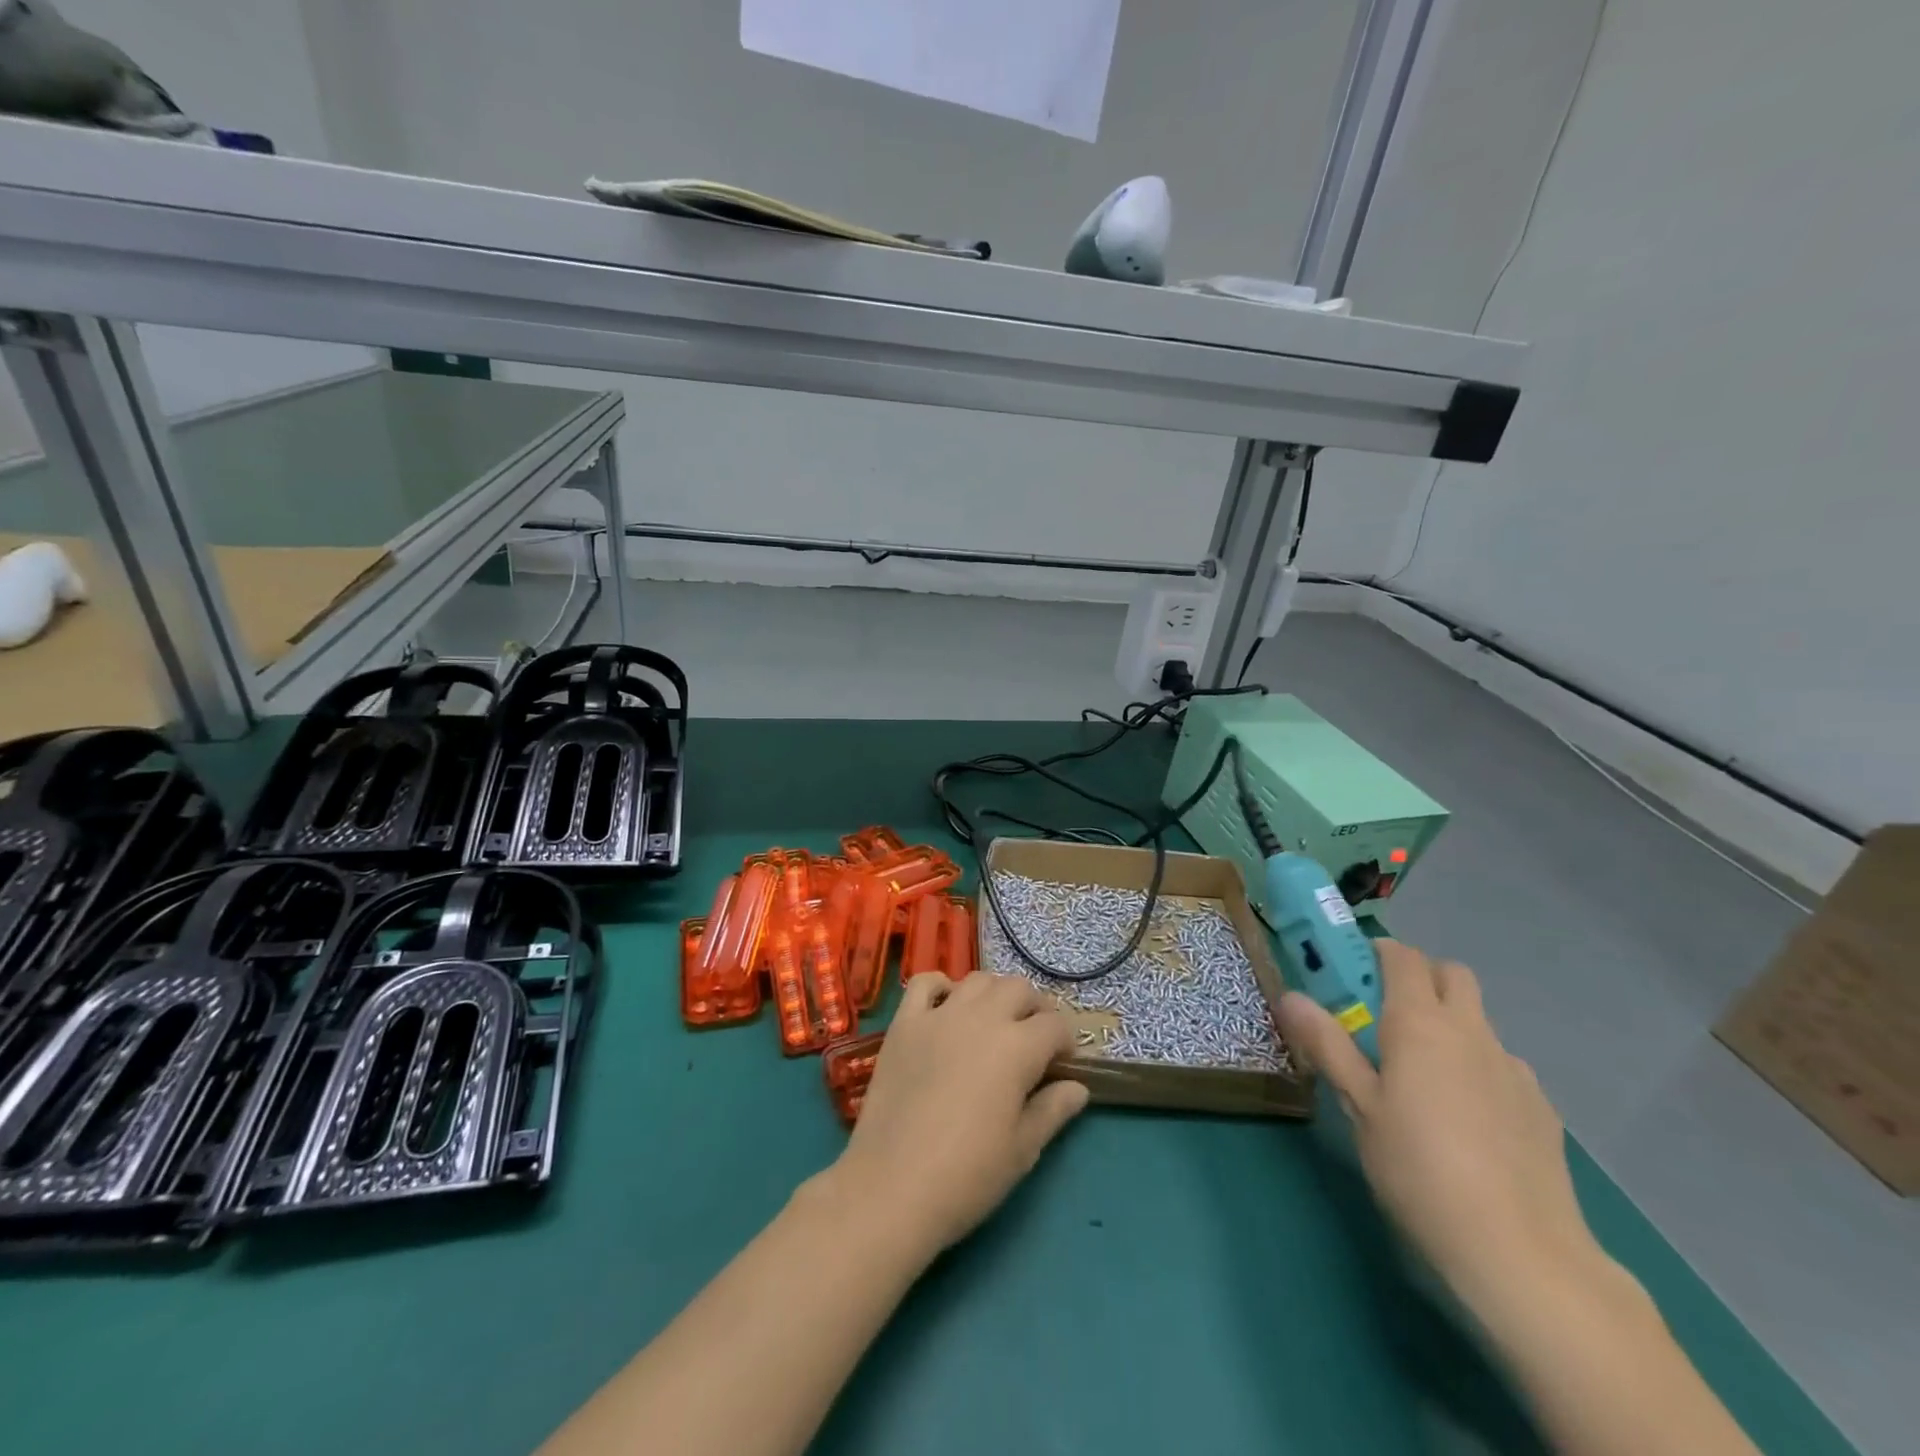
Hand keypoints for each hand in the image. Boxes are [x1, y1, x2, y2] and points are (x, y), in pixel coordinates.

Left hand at [831, 972, 1090, 1256]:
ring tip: (994, 1024)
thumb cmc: (967, 1176)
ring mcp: (939, 1015)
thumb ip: (1053, 1109)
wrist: (892, 1187)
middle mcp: (981, 1018)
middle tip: (1033, 1042)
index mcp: (1017, 1047)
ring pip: (978, 980)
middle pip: (1019, 989)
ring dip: (994, 994)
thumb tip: (1078, 1087)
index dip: (1066, 1043)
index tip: (1062, 1066)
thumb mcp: (1023, 1149)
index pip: (1055, 1026)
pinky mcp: (904, 1023)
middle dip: (1035, 1009)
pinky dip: (940, 987)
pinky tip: (946, 1009)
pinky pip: (924, 983)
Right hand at [1276, 941, 1597, 1313]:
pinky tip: (1467, 1120)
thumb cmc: (1419, 1169)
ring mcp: (1513, 1068)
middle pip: (1451, 974)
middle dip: (1419, 978)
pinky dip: (1478, 1068)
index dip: (1376, 953)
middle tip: (1386, 1016)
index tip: (1351, 974)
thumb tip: (1290, 995)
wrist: (1521, 1252)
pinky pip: (1501, 1065)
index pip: (1403, 957)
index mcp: (1421, 1023)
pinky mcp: (1541, 1107)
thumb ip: (1326, 1045)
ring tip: (1424, 1078)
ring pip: (1479, 1021)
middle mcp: (1471, 1031)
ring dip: (1450, 1024)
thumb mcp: (1358, 1106)